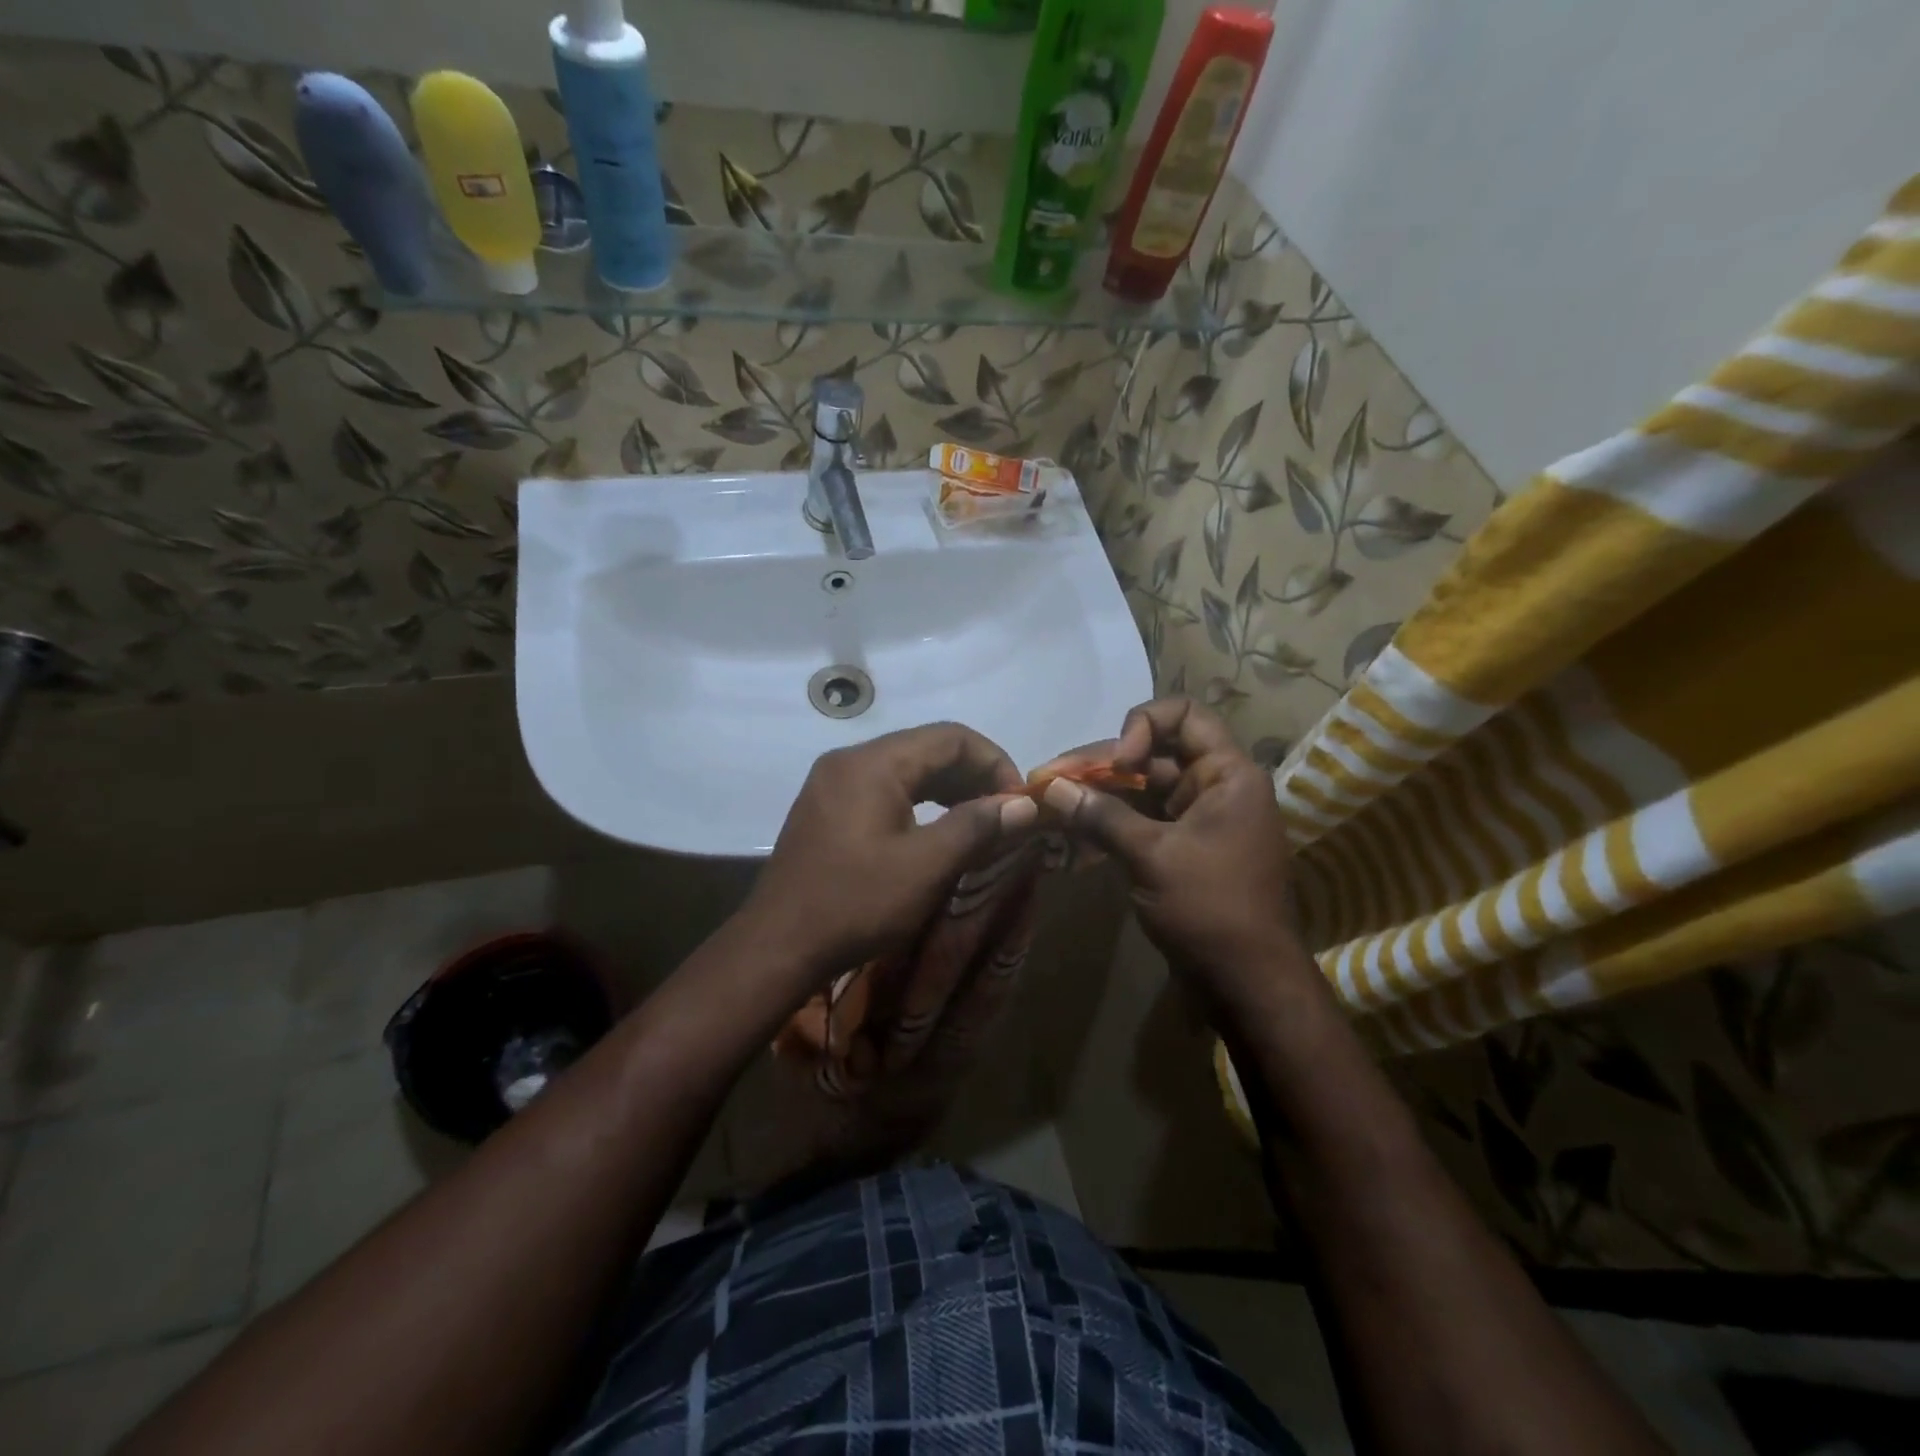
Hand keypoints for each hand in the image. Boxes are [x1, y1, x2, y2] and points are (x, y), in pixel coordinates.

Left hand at [741, 722, 1039, 985]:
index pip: (950, 737)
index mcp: (873, 763)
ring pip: (906, 769)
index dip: (994, 762)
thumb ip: (977, 827)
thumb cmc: (855, 903)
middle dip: (973, 776)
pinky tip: (937, 831)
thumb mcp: (926, 867)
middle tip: (1005, 815)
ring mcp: (833, 783)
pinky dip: (919, 803)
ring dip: (948, 789)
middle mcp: (850, 760)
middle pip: (927, 748)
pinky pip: (884, 789)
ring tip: (980, 823)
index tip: (1019, 801)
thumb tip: (1024, 804)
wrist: (777, 947)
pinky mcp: (827, 808)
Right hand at [1040, 698, 1304, 1008]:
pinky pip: (1141, 820)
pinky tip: (1069, 832)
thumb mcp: (1152, 856)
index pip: (1185, 714)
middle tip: (1047, 779)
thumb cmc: (1210, 909)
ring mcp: (1197, 819)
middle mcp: (1214, 787)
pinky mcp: (1180, 849)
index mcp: (1227, 774)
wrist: (1247, 985)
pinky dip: (1108, 822)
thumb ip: (1101, 815)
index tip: (1119, 764)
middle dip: (1099, 766)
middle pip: (1152, 753)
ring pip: (1141, 789)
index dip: (1143, 725)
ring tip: (1048, 803)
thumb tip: (1050, 787)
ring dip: (1097, 794)